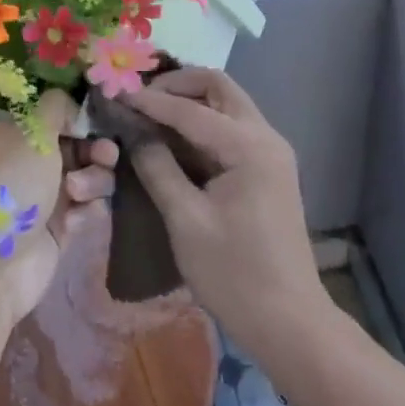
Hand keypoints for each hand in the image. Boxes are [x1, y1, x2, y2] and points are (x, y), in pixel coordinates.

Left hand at [0, 90, 117, 322]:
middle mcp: (31, 163)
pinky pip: (89, 210)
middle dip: (96, 151)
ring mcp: (46, 198)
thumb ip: (58, 106)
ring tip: (77, 194)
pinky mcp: (60, 231)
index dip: (82, 119)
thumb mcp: (32, 131)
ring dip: (93, 181)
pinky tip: (75, 222)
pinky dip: (88, 212)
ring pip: (91, 177)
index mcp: (16, 135)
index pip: (60, 116)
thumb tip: (76, 109)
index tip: (97, 125)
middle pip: (81, 146)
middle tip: (103, 157)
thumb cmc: (10, 186)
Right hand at [125, 69, 328, 361]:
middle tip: (139, 98)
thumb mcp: (186, 220)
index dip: (150, 101)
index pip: (191, 110)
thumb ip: (158, 169)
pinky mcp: (268, 169)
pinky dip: (202, 123)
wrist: (288, 320)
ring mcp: (271, 152)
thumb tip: (135, 134)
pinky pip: (232, 128)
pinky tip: (174, 139)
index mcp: (249, 147)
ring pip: (227, 104)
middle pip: (220, 87)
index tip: (115, 94)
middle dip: (177, 85)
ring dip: (190, 101)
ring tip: (149, 113)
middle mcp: (266, 137)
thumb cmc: (234, 273)